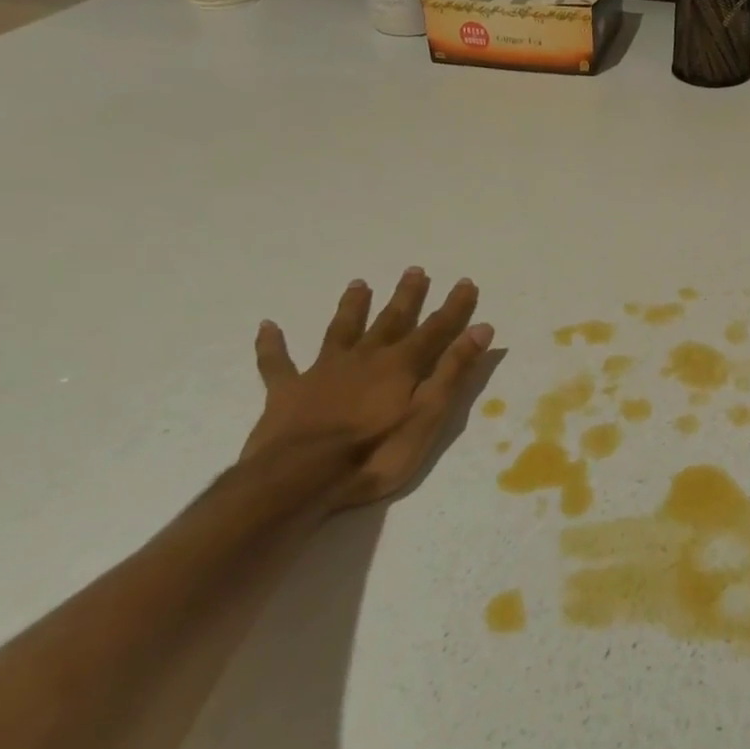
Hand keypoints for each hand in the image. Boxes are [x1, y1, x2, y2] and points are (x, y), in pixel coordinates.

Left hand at [241, 268, 492, 508]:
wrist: (300, 478)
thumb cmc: (375, 452)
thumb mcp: (428, 415)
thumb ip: (453, 371)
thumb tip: (482, 328)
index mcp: (400, 365)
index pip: (435, 329)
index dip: (454, 307)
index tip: (466, 282)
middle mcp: (364, 357)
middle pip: (390, 320)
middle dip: (406, 296)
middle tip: (414, 270)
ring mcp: (323, 371)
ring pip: (341, 331)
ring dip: (352, 307)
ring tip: (359, 283)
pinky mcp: (287, 391)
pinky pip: (277, 363)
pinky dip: (273, 344)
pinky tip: (268, 326)